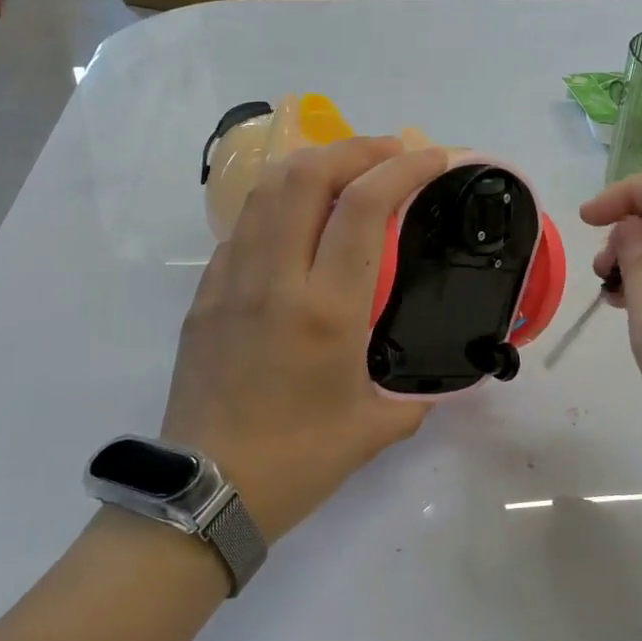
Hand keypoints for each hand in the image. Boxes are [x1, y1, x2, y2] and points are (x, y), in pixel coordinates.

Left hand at [162, 137, 450, 542]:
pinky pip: (243, 228)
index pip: (364, 208)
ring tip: (347, 172)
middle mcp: (275, 280)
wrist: (205, 492)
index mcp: (326, 311)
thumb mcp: (375, 428)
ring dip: (313, 165)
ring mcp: (230, 281)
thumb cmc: (297, 462)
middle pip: (307, 175)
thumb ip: (416, 395)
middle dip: (356, 148)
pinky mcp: (204, 294)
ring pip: (267, 191)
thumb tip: (437, 381)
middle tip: (391, 152)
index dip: (404, 167)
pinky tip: (298, 224)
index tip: (434, 156)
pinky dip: (278, 205)